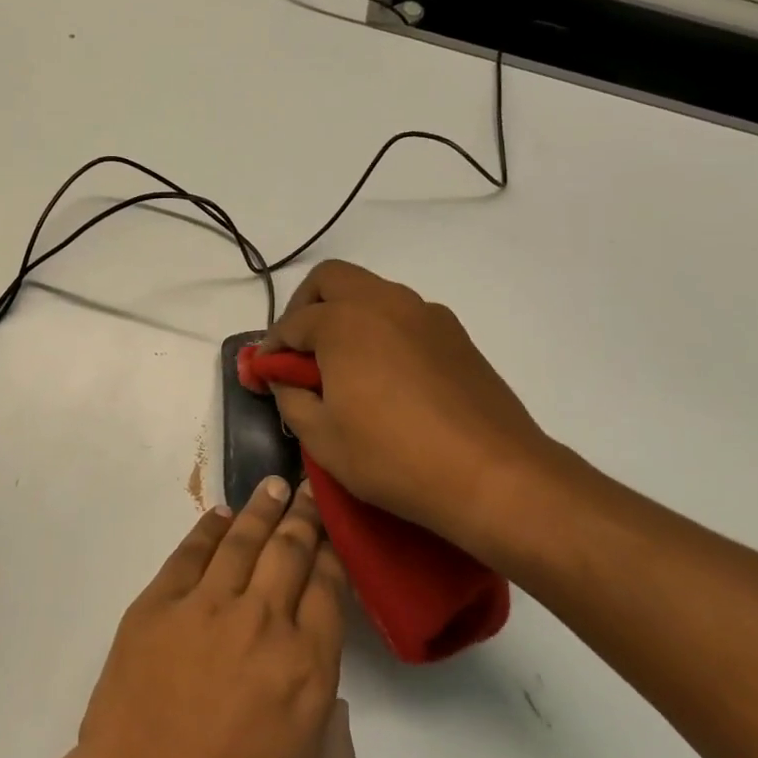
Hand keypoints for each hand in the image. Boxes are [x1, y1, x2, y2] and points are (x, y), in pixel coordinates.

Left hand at [57, 480, 353, 757]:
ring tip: (272, 485)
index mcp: (307, 668)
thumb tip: (327, 693)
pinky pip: (189, 553)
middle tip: (306, 490)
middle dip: (302, 516)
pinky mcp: (157, 605)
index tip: (333, 534)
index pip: (327, 588)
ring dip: (261, 509)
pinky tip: (221, 516)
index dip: (332, 554)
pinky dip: (208, 529)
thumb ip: (333, 741)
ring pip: (242, 540)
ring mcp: (205, 607)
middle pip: (289, 551)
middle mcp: (261, 622)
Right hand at [261, 259, 565, 554]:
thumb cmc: (394, 457)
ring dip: (346, 315)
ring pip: (371, 293)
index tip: (262, 374)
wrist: (496, 477)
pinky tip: (385, 375)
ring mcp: (425, 315)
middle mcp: (384, 302)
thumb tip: (283, 380)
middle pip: (331, 280)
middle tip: (299, 350)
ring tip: (342, 365)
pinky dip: (381, 330)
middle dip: (305, 307)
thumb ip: (291, 398)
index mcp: (344, 322)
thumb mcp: (322, 438)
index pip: (291, 324)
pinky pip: (404, 316)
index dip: (270, 350)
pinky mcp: (456, 335)